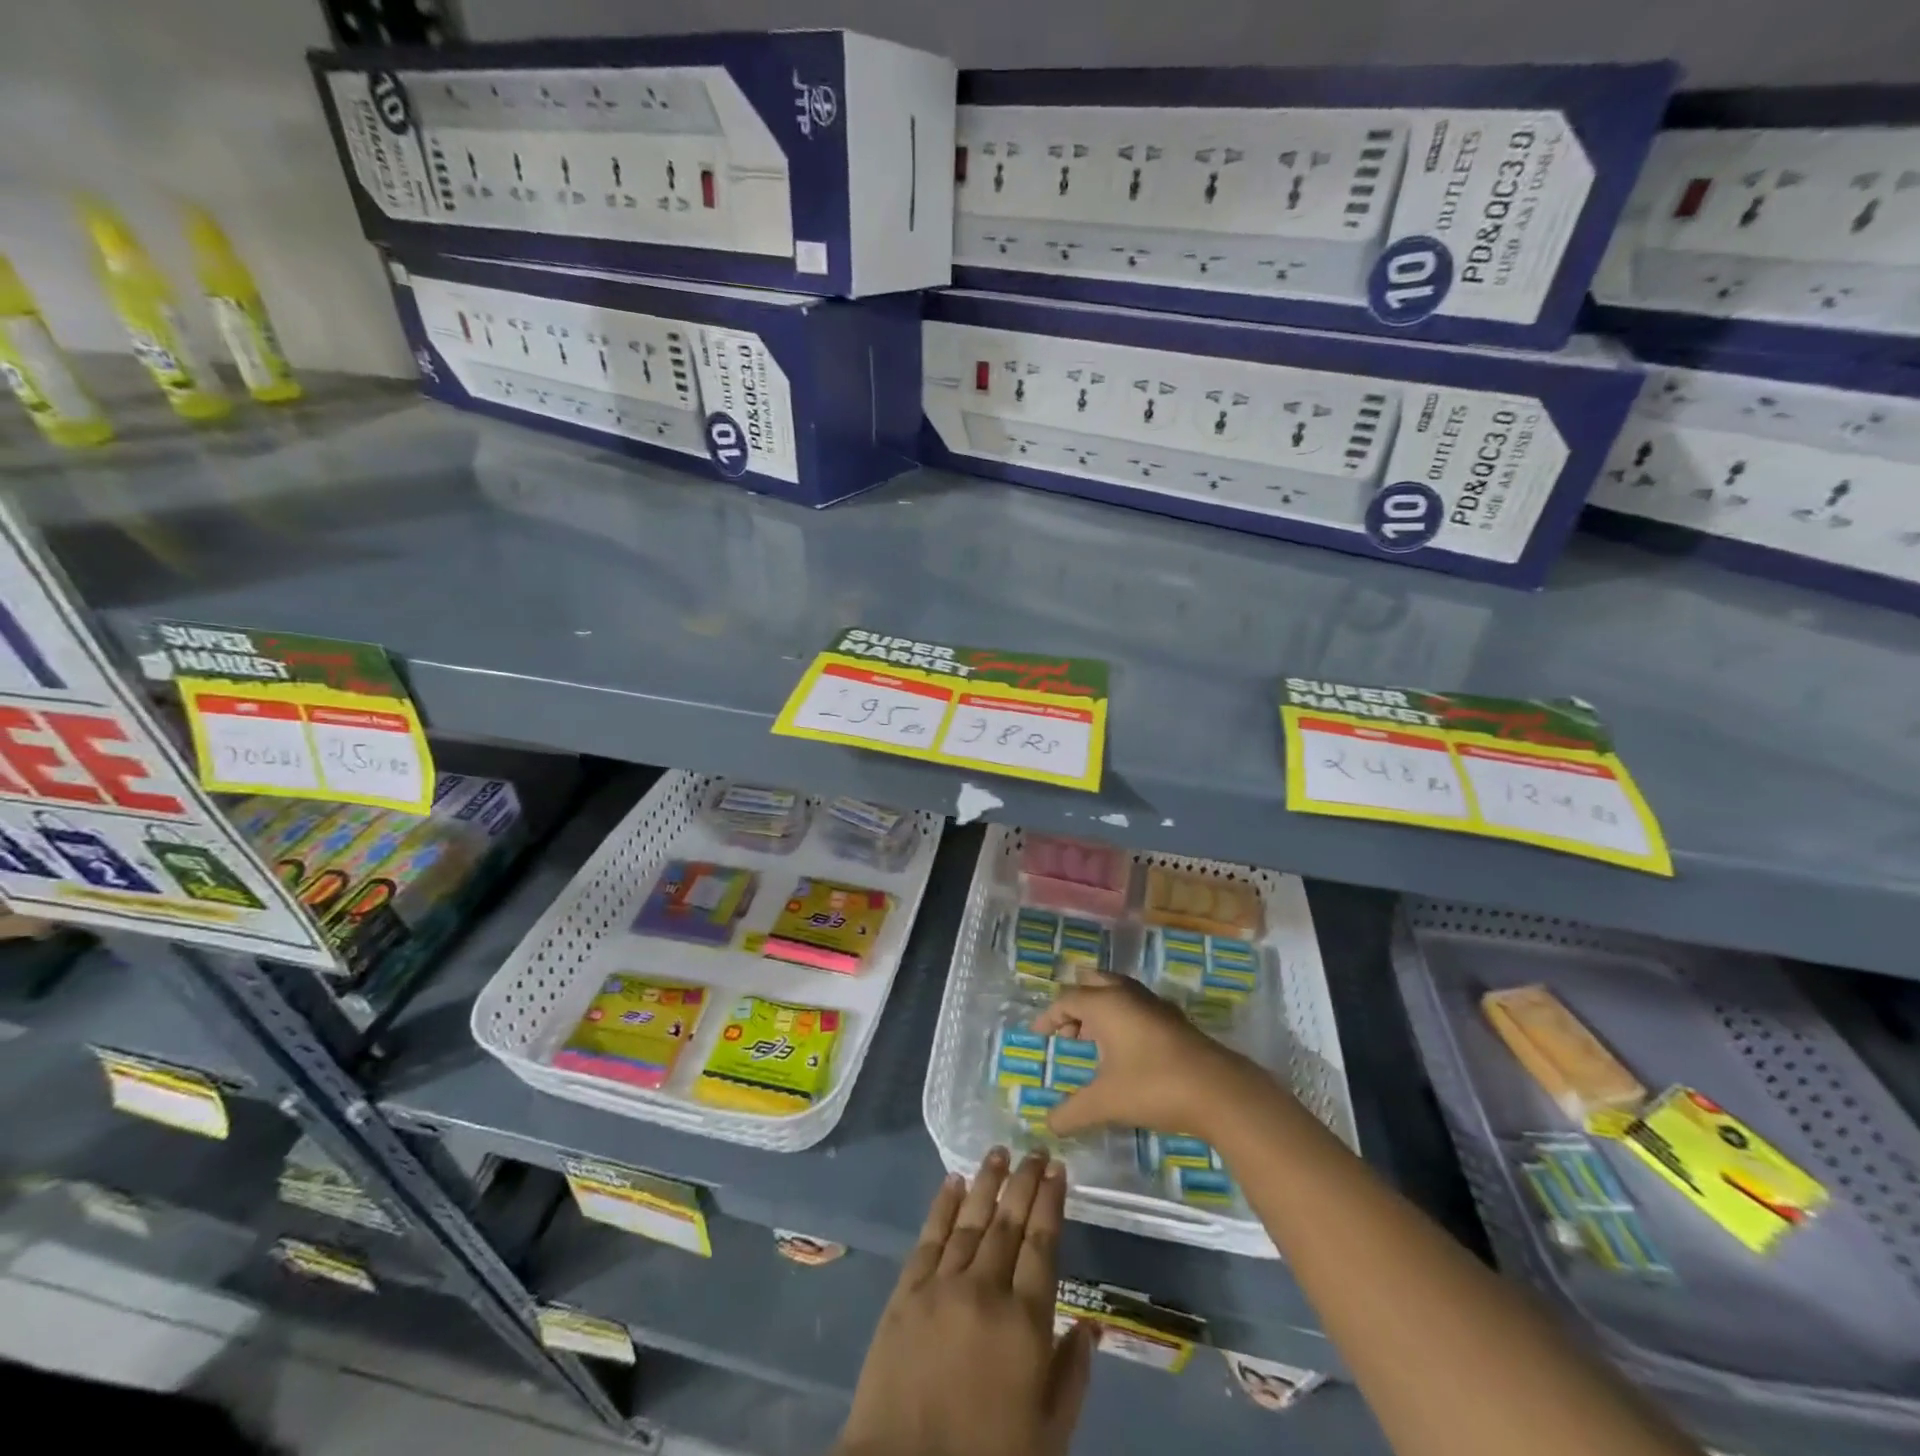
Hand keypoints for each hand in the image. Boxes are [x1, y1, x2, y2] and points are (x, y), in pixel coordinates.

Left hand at [836, 1148, 1094, 1455]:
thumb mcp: (1048, 1435)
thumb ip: (1071, 1376)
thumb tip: (1091, 1324)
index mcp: (1024, 1323)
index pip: (1042, 1245)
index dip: (1050, 1203)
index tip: (1058, 1169)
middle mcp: (985, 1290)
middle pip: (1008, 1223)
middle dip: (1024, 1182)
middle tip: (1035, 1150)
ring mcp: (942, 1286)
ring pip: (970, 1220)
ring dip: (987, 1183)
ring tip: (999, 1152)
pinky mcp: (906, 1292)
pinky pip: (929, 1238)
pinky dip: (943, 1206)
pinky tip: (953, 1183)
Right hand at [1033, 970, 1263, 1140]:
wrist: (1218, 1091)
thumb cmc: (1153, 1086)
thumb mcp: (1106, 1102)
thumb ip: (1072, 1112)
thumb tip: (1048, 1124)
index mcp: (1105, 1003)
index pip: (1067, 1000)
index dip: (1049, 1017)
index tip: (1039, 1036)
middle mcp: (1127, 994)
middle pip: (1092, 983)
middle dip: (1075, 1004)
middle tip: (1067, 1032)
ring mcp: (1153, 1003)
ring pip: (1117, 992)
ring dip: (1100, 1009)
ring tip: (1092, 1040)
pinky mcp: (1173, 1018)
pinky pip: (1135, 1005)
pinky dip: (1121, 1017)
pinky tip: (1124, 1048)